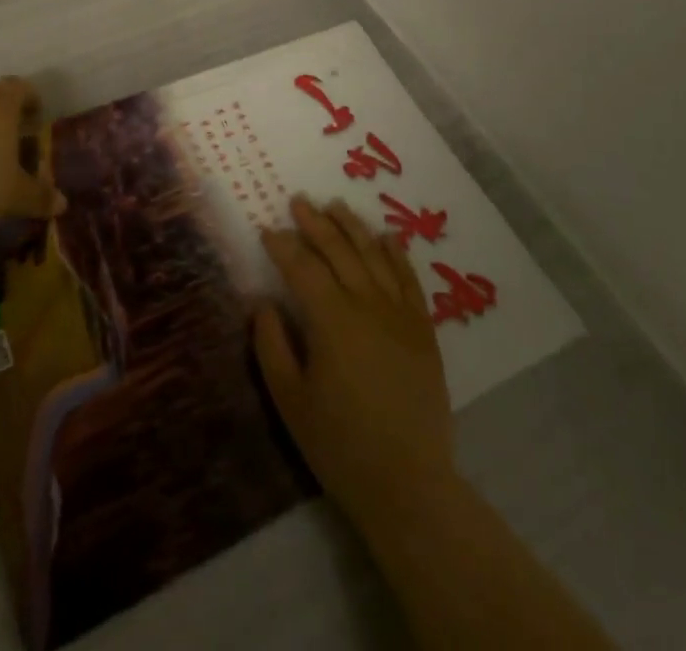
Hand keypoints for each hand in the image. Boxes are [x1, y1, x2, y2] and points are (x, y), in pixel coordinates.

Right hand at [254, 197, 454, 521]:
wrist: (408, 484)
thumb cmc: (339, 445)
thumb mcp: (289, 399)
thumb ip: (271, 345)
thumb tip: (262, 302)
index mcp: (331, 319)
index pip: (302, 267)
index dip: (282, 245)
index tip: (267, 229)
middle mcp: (367, 304)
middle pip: (338, 251)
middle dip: (315, 223)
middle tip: (299, 201)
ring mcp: (400, 314)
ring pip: (374, 255)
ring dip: (353, 227)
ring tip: (336, 206)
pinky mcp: (423, 330)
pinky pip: (409, 279)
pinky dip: (396, 253)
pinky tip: (386, 236)